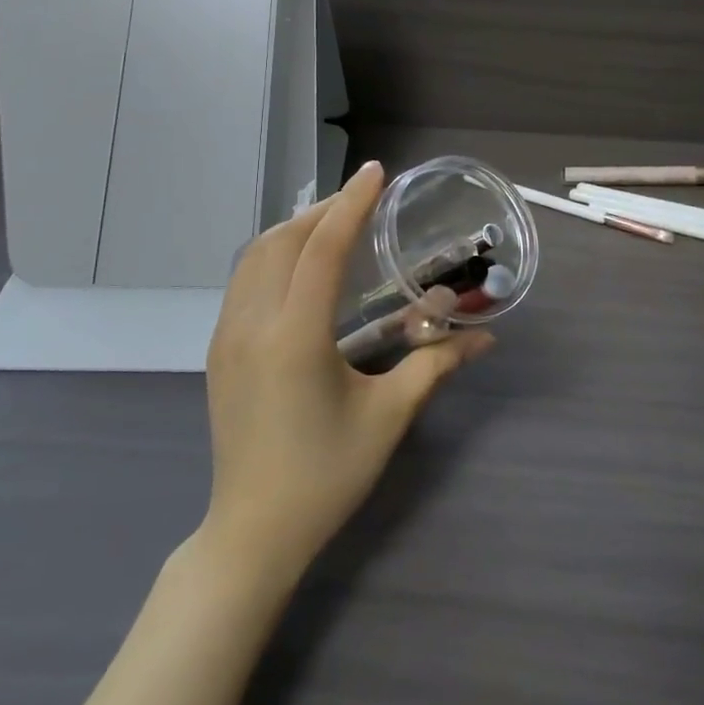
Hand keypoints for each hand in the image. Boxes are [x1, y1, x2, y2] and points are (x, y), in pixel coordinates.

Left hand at [202, 160, 493, 587]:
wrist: (253, 531)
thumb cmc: (327, 475)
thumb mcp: (388, 417)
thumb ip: (435, 365)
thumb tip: (485, 337)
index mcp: (295, 337)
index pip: (323, 250)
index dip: (351, 205)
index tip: (375, 173)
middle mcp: (252, 324)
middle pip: (282, 241)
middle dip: (322, 210)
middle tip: (362, 198)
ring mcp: (226, 336)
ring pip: (254, 257)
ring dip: (294, 229)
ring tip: (333, 222)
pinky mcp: (218, 350)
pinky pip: (243, 281)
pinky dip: (273, 255)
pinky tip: (300, 266)